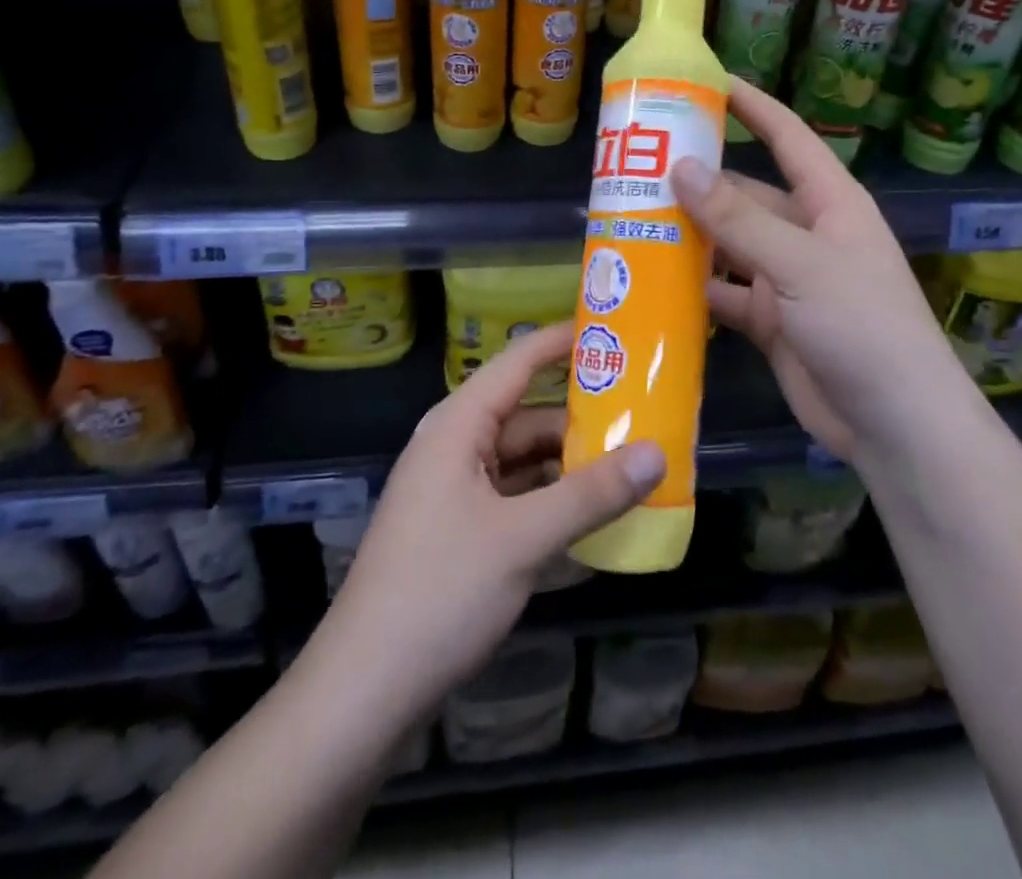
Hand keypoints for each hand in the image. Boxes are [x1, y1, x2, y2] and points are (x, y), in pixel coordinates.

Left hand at [326, 322, 664, 717]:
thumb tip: (657, 453)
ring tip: (632, 467)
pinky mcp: (459, 530)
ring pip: (524, 461)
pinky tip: (594, 517)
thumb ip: (592, 494)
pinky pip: (516, 497)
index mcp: (458, 426)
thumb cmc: (440, 591)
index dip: (562, 342)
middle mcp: (455, 447)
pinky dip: (552, 501)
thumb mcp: (524, 539)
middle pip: (527, 416)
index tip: (615, 331)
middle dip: (582, 419)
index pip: (518, 362)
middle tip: (644, 416)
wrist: (364, 690)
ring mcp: (455, 490)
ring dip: (571, 465)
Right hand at [671, 77, 948, 460]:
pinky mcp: (769, 319)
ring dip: (688, 236)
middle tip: (638, 168)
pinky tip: (651, 281)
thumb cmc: (862, 325)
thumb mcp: (800, 264)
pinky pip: (723, 293)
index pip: (788, 138)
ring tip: (631, 219)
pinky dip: (693, 289)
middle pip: (745, 194)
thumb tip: (682, 167)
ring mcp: (785, 278)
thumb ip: (739, 219)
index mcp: (829, 203)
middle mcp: (805, 234)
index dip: (752, 107)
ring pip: (728, 245)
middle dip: (698, 182)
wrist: (894, 424)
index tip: (708, 83)